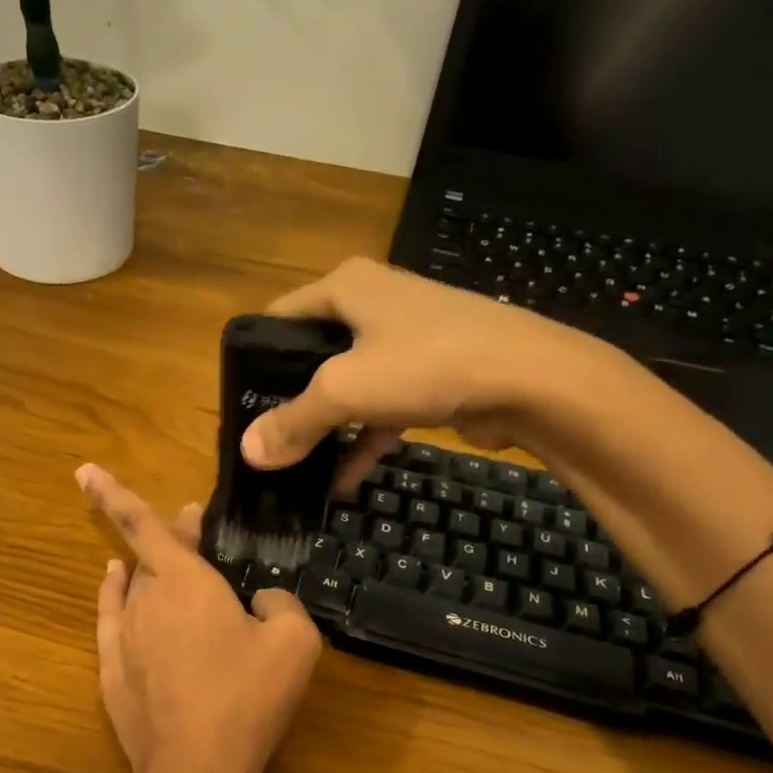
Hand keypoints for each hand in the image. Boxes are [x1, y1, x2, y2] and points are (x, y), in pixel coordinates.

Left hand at [77, 464, 322, 772]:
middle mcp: (144, 599)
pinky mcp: (112, 669)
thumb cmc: (247, 700)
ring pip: (133, 587)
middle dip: (171, 536)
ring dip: (151, 570)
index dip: (112, 492)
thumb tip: (262, 602)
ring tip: (171, 564)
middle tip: (193, 527)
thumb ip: (281, 605)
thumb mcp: (295, 644)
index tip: (83, 468)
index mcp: (184, 582)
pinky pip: (111, 618)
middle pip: (149, 555)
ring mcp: (123, 636)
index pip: (144, 524)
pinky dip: (115, 596)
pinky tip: (116, 587)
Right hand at [238, 257, 636, 488]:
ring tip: (293, 469)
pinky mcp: (429, 374)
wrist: (533, 380)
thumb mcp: (344, 390)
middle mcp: (371, 303)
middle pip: (310, 355)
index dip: (253, 360)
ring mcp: (403, 339)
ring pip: (346, 386)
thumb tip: (248, 453)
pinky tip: (340, 484)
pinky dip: (361, 443)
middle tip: (263, 442)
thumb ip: (292, 421)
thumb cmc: (427, 363)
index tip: (238, 407)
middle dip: (287, 402)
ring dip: (324, 430)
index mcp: (344, 287)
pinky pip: (379, 409)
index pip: (277, 318)